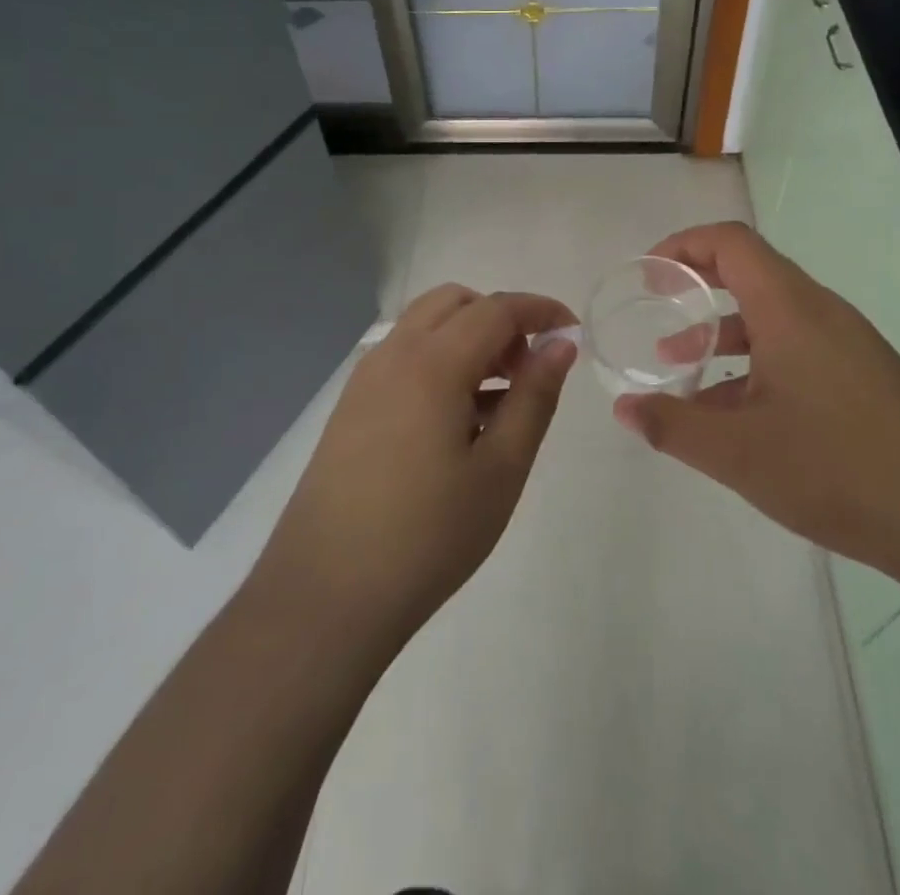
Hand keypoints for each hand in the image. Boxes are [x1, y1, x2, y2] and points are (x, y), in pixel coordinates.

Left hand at [257, 285, 577, 652]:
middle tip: (528, 370)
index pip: (497, 309)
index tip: (574, 332)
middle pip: (456, 303)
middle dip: (501, 319)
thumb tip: (561, 345)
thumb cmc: (428, 535)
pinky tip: (457, 421)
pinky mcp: (350, 407)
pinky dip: (440, 361)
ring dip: (469, 338)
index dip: (541, 311)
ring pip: (426, 326)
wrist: (325, 596)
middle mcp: (393, 354)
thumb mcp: (501, 469)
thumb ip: (534, 397)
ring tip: (497, 400)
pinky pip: (404, 357)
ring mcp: (365, 380)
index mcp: (432, 362)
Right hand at [613, 221, 899, 575]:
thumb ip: (673, 425)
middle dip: (697, 289)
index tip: (649, 275)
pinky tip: (737, 414)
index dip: (683, 245)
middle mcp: (820, 312)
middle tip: (658, 311)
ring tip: (682, 369)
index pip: (730, 242)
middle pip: (751, 274)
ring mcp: (847, 343)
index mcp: (789, 308)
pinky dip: (757, 363)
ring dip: (724, 334)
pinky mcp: (864, 375)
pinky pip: (797, 349)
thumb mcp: (738, 453)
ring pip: (772, 317)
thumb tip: (624, 408)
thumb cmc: (836, 468)